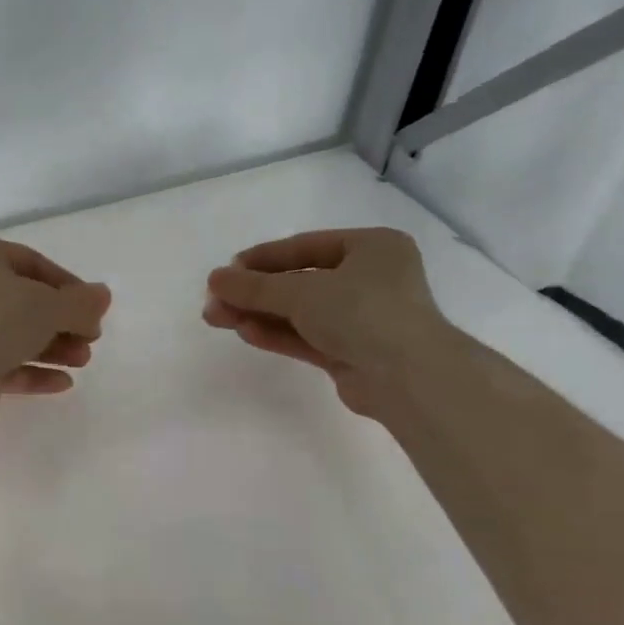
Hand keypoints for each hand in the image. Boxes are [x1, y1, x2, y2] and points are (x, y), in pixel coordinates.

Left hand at [0, 238, 111, 405]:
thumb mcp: (49, 304)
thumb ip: (80, 302)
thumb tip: (103, 296)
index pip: (32, 263)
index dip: (68, 286)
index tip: (92, 309)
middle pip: (24, 303)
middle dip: (62, 323)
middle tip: (90, 339)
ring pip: (13, 335)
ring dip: (52, 348)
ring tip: (82, 362)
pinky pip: (2, 364)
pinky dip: (32, 371)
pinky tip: (63, 383)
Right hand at [203, 228, 454, 415]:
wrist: (409, 378)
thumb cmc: (362, 312)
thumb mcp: (302, 291)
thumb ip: (255, 286)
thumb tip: (214, 279)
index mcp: (372, 247)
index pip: (305, 246)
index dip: (262, 258)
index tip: (226, 271)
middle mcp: (371, 279)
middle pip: (299, 281)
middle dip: (254, 293)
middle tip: (215, 301)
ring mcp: (363, 319)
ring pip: (300, 312)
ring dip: (260, 314)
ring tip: (217, 319)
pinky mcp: (353, 353)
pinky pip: (308, 337)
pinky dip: (277, 334)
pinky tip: (245, 332)